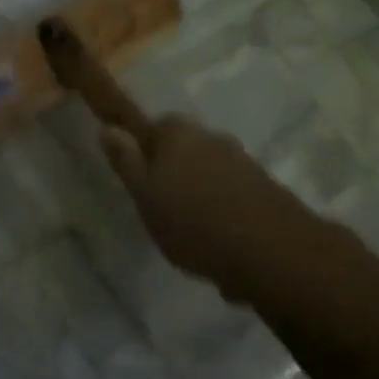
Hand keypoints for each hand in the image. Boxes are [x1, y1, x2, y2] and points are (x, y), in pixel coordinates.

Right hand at [99, 117, 323, 301]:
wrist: (270, 252)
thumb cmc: (192, 223)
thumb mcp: (144, 196)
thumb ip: (126, 162)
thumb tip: (108, 128)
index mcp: (178, 135)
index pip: (154, 125)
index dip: (143, 148)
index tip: (138, 178)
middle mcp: (212, 139)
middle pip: (184, 147)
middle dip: (173, 168)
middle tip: (160, 204)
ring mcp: (243, 162)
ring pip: (209, 169)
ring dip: (199, 189)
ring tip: (190, 227)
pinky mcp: (266, 188)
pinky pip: (232, 191)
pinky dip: (222, 207)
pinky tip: (219, 236)